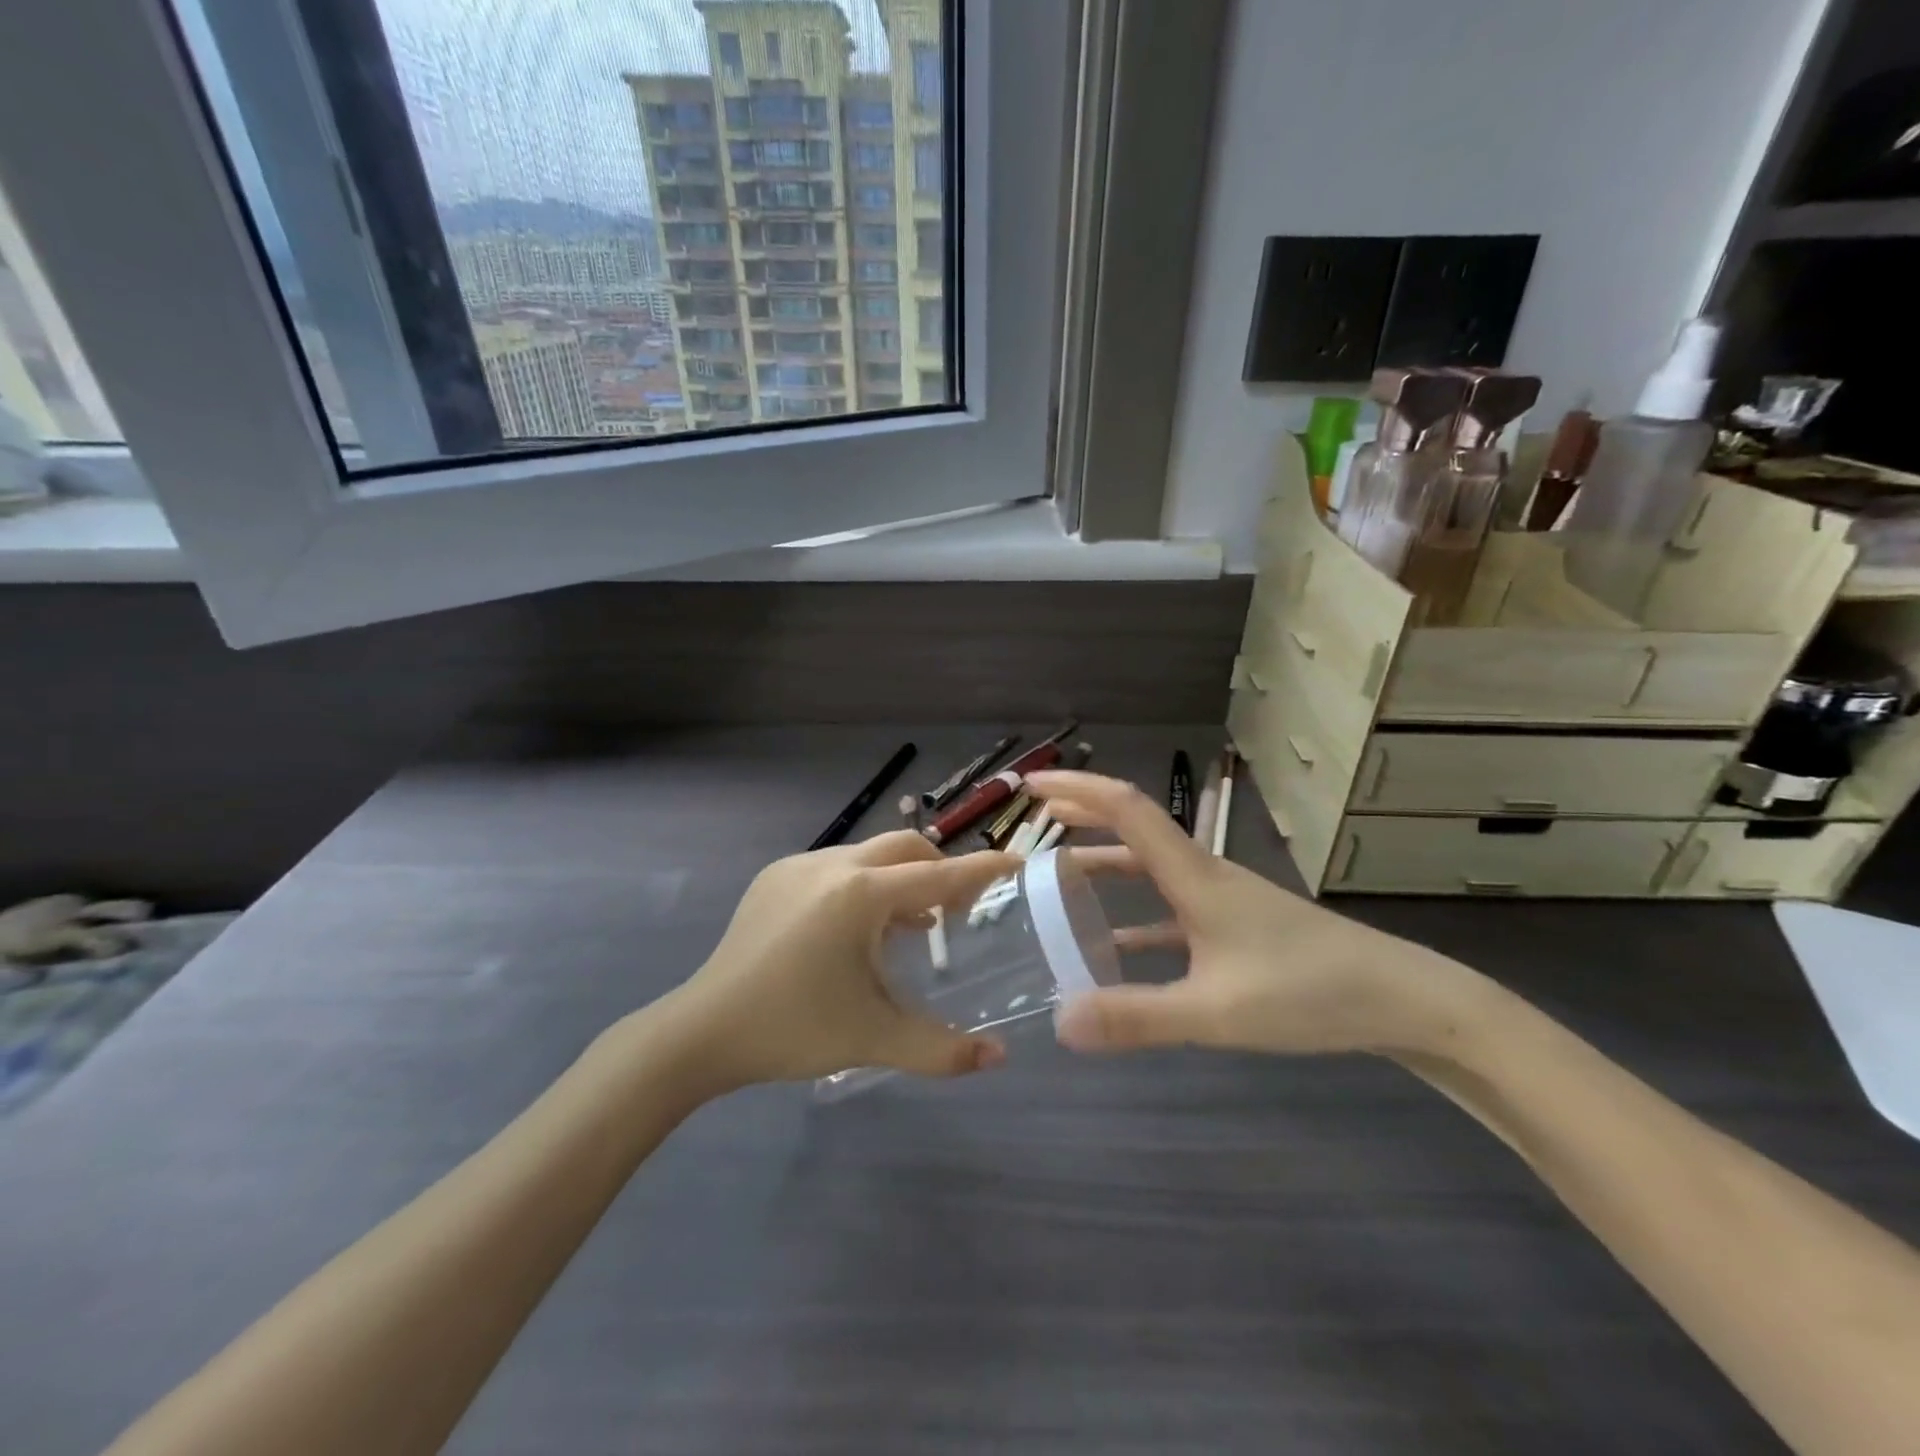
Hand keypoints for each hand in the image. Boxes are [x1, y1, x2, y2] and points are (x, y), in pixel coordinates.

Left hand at [667, 832, 1018, 1086]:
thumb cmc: (793, 1029)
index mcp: (860, 895)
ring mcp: (798, 865)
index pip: (938, 875)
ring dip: (898, 879)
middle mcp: (833, 865)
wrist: (702, 1029)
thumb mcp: (873, 1039)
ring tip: (908, 926)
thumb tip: (997, 1057)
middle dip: (938, 868)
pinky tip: (854, 930)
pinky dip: (861, 884)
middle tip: (955, 909)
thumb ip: (941, 1049)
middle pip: (905, 847)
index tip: (1017, 863)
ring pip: (868, 854)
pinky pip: (835, 866)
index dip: (982, 871)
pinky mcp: (774, 876)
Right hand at [1027, 771, 1467, 1056]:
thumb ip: (1138, 1017)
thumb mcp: (1216, 1011)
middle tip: (1034, 820)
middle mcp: (1203, 876)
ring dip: (1104, 864)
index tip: (1034, 787)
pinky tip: (1113, 945)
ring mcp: (1221, 902)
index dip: (1079, 791)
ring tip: (1058, 877)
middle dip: (1083, 816)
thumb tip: (1059, 1023)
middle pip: (1133, 828)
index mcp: (1194, 876)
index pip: (1128, 810)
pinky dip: (1133, 915)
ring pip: (1149, 869)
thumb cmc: (1308, 991)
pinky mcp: (1235, 929)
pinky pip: (1169, 911)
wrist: (1402, 999)